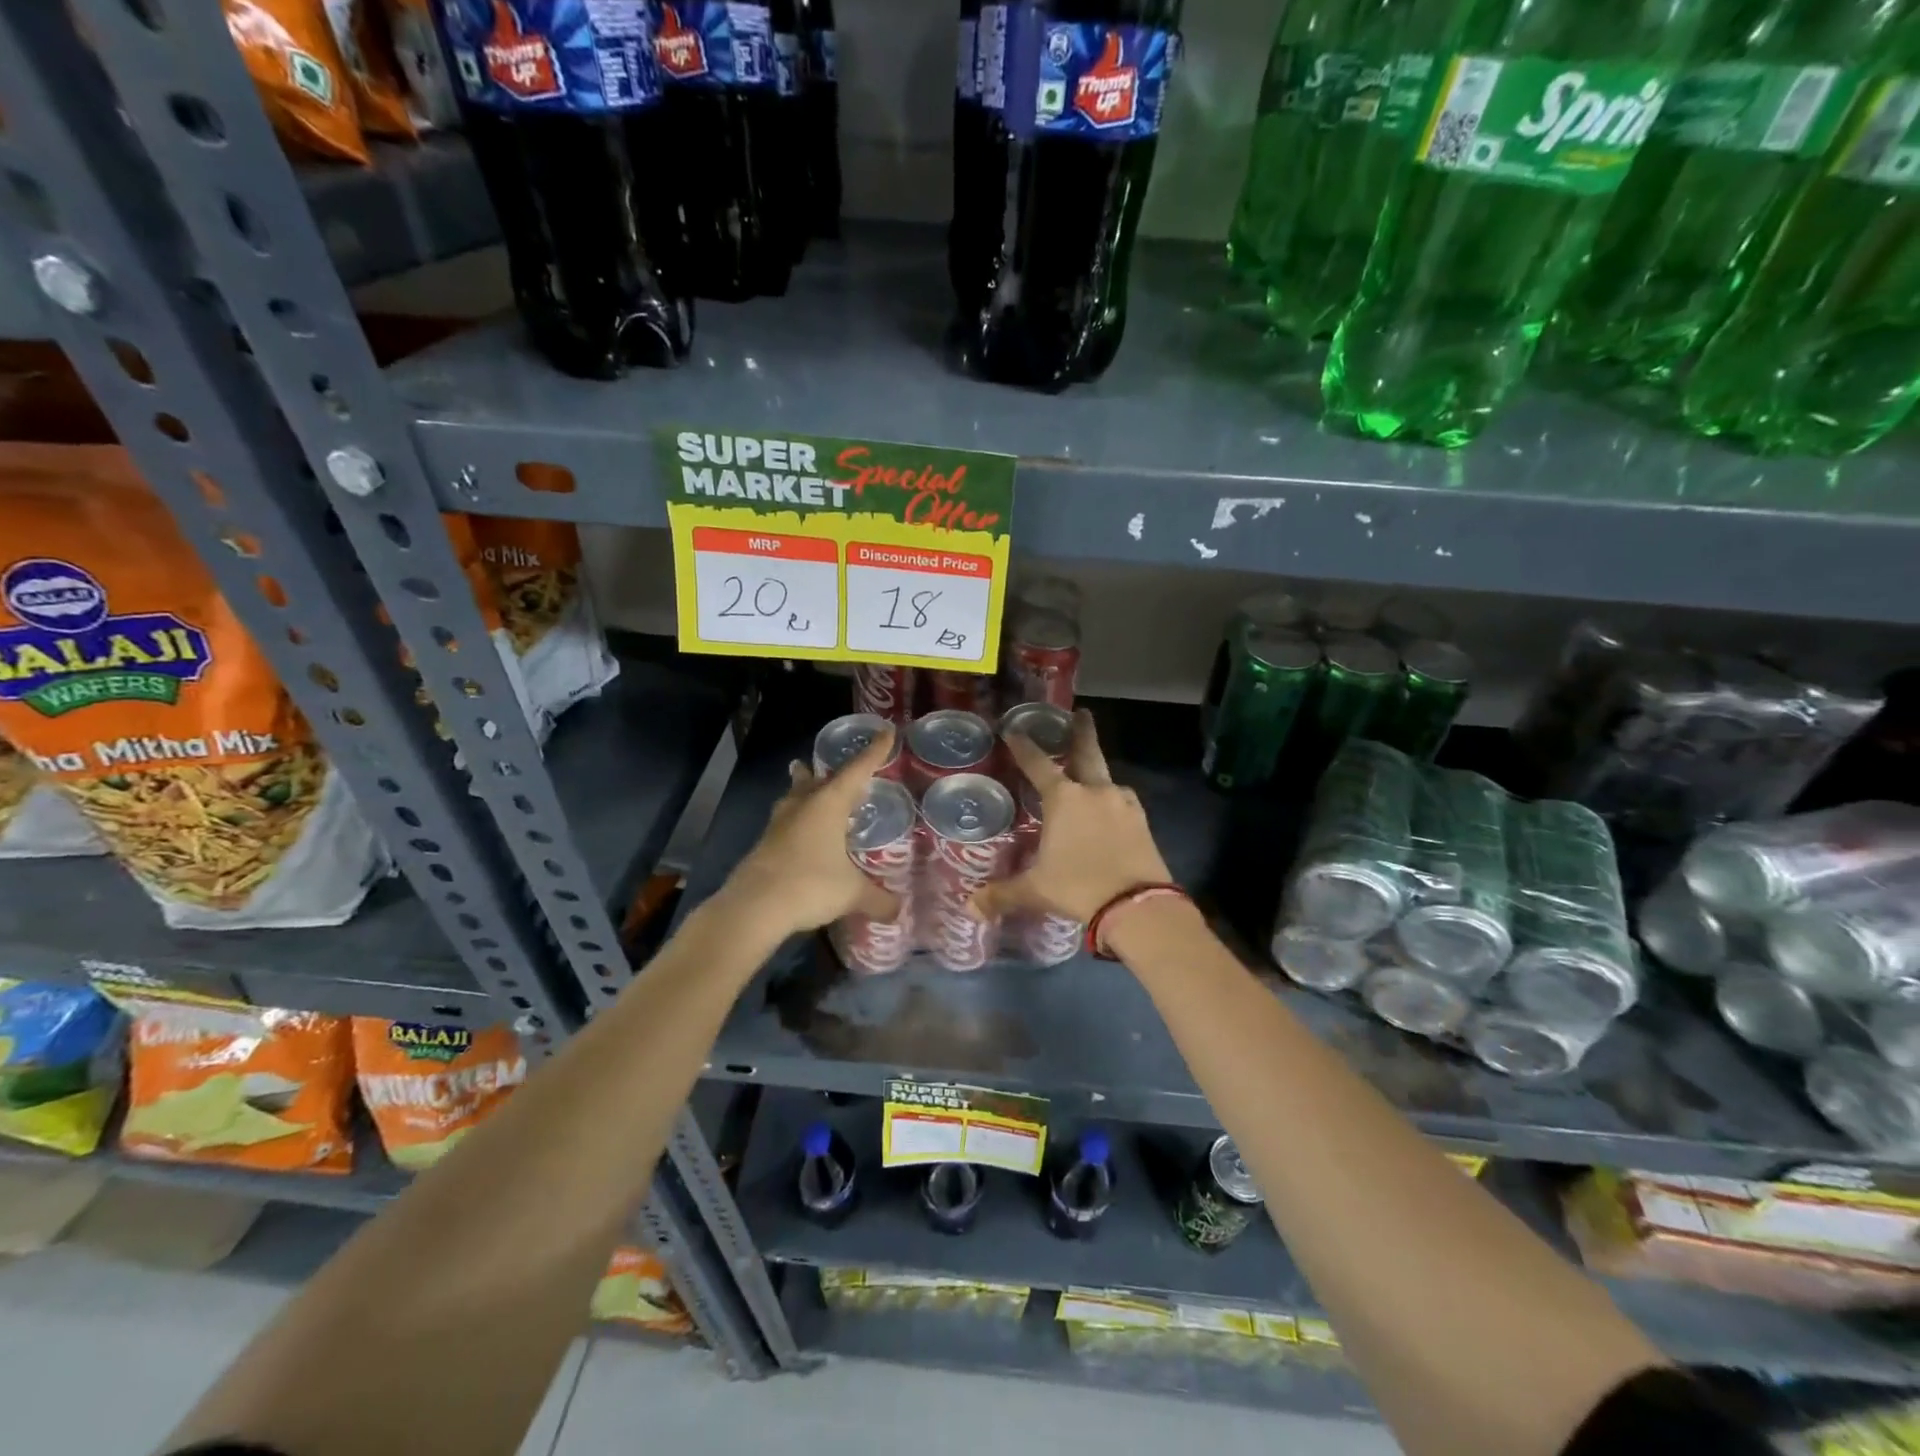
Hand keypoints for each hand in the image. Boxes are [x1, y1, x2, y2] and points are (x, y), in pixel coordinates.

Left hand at [722, 728, 900, 937]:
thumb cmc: (810, 885)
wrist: (753, 907)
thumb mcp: (852, 893)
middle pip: (819, 778)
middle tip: (839, 766)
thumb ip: (878, 899)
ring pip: (795, 795)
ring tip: (804, 780)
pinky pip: (786, 821)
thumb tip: (898, 910)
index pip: (858, 770)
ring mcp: (779, 823)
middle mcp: (803, 805)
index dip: (874, 751)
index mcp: (828, 804)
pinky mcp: (765, 843)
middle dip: (831, 771)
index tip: (886, 732)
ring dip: (803, 787)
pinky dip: (797, 818)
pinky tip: (800, 832)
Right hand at [971, 710, 1172, 924]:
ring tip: (1091, 775)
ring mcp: (1123, 804)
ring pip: (1107, 778)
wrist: (1137, 905)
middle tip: (1081, 713)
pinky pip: (1123, 801)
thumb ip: (1002, 894)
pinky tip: (1110, 810)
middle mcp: (1094, 792)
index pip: (1037, 764)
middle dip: (1082, 732)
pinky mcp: (1142, 821)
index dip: (1023, 746)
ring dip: (1098, 771)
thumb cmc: (1079, 887)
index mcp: (1064, 799)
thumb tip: (970, 909)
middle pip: (1086, 753)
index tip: (1013, 729)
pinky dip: (1113, 800)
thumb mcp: (1036, 890)